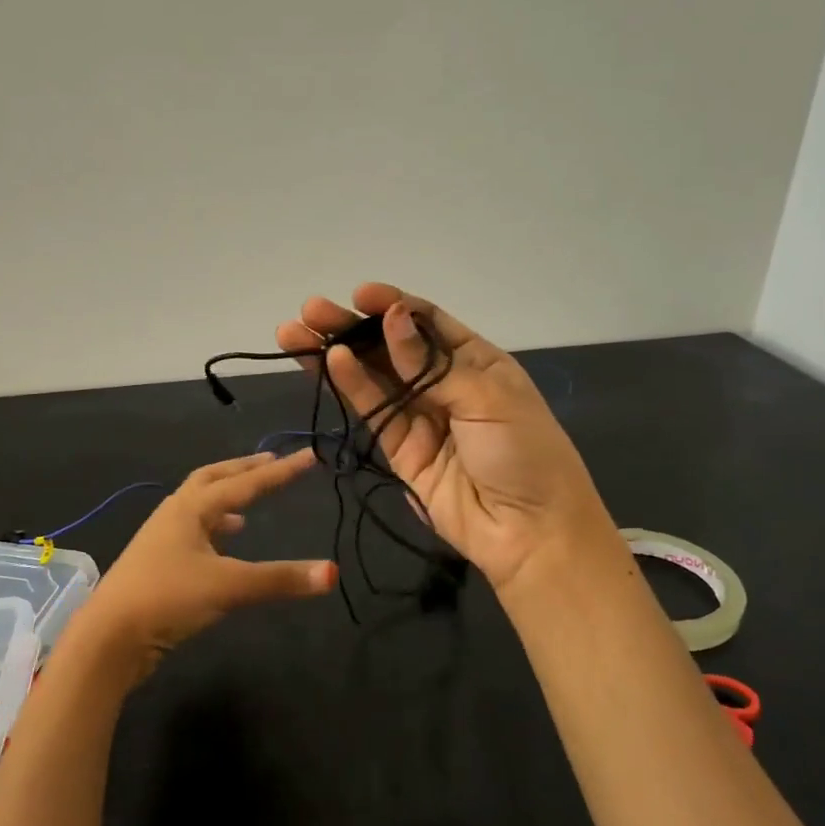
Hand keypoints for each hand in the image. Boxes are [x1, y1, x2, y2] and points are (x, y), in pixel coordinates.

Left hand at [64, 450, 336, 670]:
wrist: (110, 636)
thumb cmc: (167, 598)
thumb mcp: (228, 586)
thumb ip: (279, 579)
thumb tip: (332, 572)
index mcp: (190, 508)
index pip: (244, 483)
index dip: (280, 471)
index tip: (309, 456)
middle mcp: (174, 514)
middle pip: (212, 480)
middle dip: (243, 470)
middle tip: (272, 462)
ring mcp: (162, 539)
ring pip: (199, 506)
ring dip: (225, 499)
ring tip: (249, 506)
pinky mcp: (158, 564)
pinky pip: (192, 533)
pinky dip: (214, 530)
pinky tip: (224, 544)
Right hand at [275, 283, 608, 593]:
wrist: (529, 531)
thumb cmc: (524, 453)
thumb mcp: (487, 399)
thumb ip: (431, 364)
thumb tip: (391, 320)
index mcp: (476, 362)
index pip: (427, 322)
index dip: (392, 305)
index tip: (359, 294)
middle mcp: (444, 383)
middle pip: (391, 346)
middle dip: (352, 327)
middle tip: (310, 311)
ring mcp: (419, 416)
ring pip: (372, 377)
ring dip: (336, 353)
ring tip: (295, 334)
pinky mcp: (399, 449)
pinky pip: (372, 411)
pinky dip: (350, 386)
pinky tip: (328, 363)